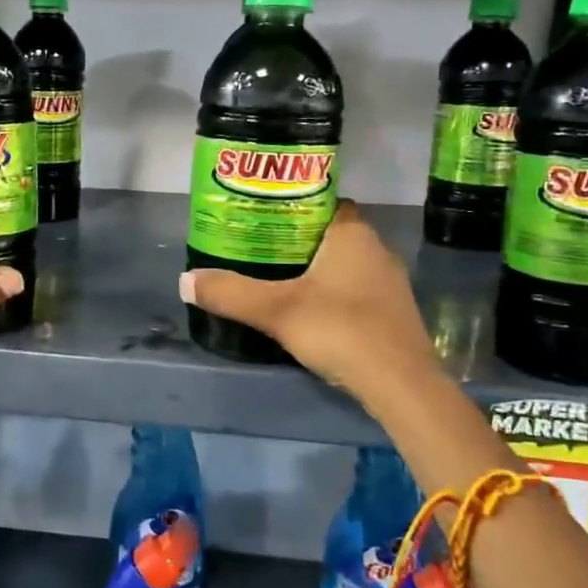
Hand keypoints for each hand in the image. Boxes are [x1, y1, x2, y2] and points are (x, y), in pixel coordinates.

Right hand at [179, 201, 438, 416]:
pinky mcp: (393, 313)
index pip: (323, 202)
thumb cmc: (341, 330)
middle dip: (297, 238)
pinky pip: (355, 289)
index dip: (293, 204)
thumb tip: (185, 281)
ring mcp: (389, 283)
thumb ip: (230, 294)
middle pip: (330, 233)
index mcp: (353, 234)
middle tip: (259, 247)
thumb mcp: (276, 310)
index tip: (262, 216)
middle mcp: (376, 250)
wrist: (401, 386)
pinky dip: (332, 293)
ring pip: (344, 263)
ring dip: (316, 268)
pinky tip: (310, 310)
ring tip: (277, 278)